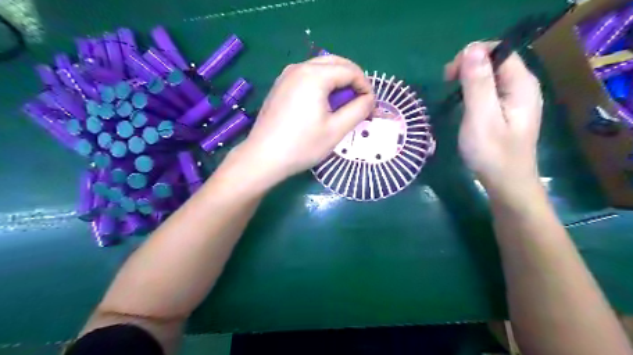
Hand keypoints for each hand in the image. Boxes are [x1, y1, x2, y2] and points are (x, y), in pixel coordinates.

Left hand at [233, 54, 370, 187]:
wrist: (263, 158)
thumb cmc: (302, 145)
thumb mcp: (336, 130)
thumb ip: (358, 110)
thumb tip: (369, 99)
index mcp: (315, 75)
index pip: (350, 70)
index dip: (365, 85)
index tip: (370, 104)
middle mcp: (299, 68)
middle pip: (335, 62)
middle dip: (352, 79)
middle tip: (359, 101)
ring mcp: (286, 75)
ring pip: (320, 68)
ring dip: (337, 80)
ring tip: (342, 103)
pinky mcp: (279, 86)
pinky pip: (307, 76)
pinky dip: (321, 84)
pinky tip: (322, 103)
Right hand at [444, 41, 543, 198]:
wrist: (506, 183)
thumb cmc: (492, 152)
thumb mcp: (480, 117)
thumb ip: (477, 84)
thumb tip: (471, 49)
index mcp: (521, 84)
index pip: (499, 51)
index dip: (472, 55)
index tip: (449, 76)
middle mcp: (523, 86)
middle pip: (495, 61)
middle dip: (468, 66)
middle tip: (447, 85)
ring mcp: (516, 99)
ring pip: (491, 76)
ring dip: (469, 78)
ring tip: (452, 94)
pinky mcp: (508, 110)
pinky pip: (491, 90)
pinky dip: (474, 91)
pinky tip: (464, 104)